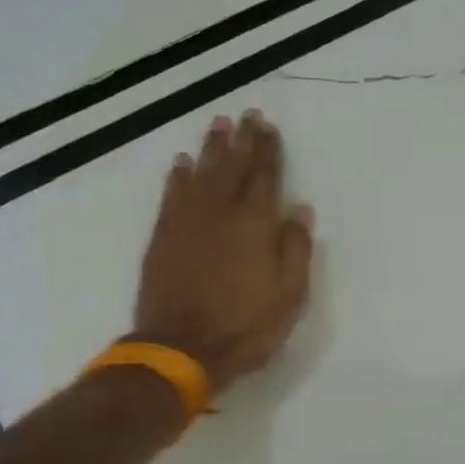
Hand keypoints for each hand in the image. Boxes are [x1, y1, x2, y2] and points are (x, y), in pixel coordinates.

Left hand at [132, 111, 314, 395]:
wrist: (181, 349)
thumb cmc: (245, 326)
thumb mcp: (289, 295)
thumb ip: (296, 249)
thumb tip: (301, 210)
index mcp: (255, 224)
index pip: (265, 177)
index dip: (269, 151)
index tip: (269, 127)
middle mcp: (221, 212)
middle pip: (233, 167)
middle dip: (243, 140)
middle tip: (247, 115)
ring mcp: (188, 222)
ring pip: (201, 173)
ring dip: (211, 148)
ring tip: (218, 124)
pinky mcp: (163, 236)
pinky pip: (172, 195)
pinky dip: (177, 176)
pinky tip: (181, 162)